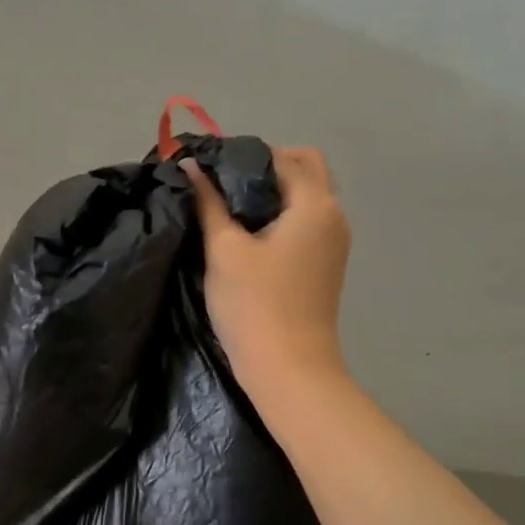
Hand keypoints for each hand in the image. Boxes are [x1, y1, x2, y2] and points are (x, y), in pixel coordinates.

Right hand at [182, 146, 350, 395]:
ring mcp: (334, 242)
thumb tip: (190, 165)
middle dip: (265, 167)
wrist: (288, 369)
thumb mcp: (223, 250)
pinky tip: (248, 233)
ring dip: (273, 191)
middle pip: (305, 169)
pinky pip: (306, 221)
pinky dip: (281, 214)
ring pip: (307, 196)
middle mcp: (334, 215)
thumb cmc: (254, 305)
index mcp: (314, 204)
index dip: (243, 155)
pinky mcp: (325, 264)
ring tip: (229, 208)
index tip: (208, 168)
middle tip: (222, 185)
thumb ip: (208, 202)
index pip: (282, 157)